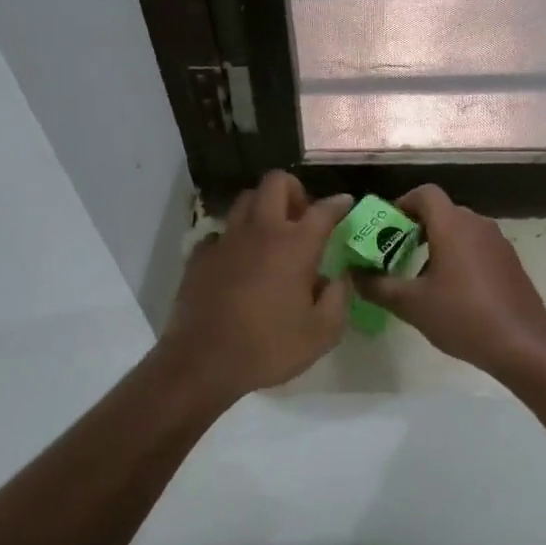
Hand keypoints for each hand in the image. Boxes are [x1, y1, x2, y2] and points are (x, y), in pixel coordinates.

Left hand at [155, 172, 352, 403]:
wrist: (203, 362)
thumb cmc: (269, 348)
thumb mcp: (322, 334)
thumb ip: (338, 299)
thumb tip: (339, 278)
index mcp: (295, 245)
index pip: (323, 210)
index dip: (338, 203)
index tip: (346, 203)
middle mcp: (260, 231)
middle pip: (276, 182)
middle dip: (294, 191)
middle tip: (302, 217)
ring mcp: (226, 240)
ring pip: (245, 200)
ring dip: (263, 208)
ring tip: (271, 235)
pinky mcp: (200, 255)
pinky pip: (220, 233)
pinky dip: (234, 240)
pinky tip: (239, 263)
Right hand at [355, 185, 545, 374]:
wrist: (521, 344)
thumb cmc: (462, 316)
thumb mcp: (411, 304)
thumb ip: (378, 286)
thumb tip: (354, 276)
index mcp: (452, 225)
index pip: (425, 193)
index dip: (402, 203)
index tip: (387, 228)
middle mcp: (478, 224)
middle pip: (442, 211)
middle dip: (416, 227)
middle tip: (396, 253)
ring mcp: (498, 242)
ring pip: (461, 230)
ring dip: (438, 243)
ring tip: (421, 275)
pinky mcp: (511, 262)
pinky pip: (478, 247)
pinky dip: (460, 256)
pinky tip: (453, 290)